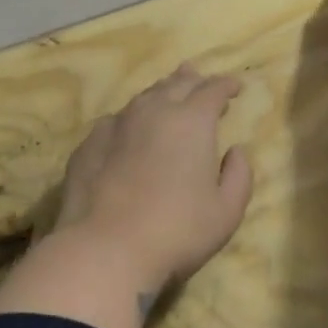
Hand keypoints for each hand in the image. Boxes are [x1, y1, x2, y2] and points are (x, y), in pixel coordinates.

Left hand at [54, 65, 252, 289]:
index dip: (226, 85)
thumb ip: (239, 176)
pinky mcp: (88, 145)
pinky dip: (130, 120)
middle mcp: (153, 112)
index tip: (235, 87)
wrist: (105, 249)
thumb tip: (236, 151)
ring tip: (166, 95)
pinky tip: (128, 130)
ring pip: (143, 98)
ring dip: (160, 93)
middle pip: (176, 84)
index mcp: (192, 121)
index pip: (213, 90)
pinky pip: (115, 121)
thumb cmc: (177, 231)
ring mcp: (116, 125)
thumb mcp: (227, 211)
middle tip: (200, 78)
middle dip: (193, 79)